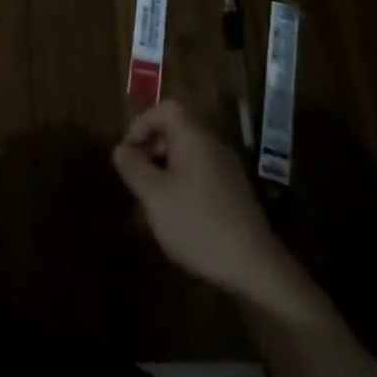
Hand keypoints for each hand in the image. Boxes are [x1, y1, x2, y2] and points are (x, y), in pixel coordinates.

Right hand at [112, 101, 320, 317]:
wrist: (255, 268)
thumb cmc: (197, 223)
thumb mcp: (154, 195)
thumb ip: (133, 167)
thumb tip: (121, 149)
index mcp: (194, 138)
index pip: (166, 109)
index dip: (142, 123)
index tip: (128, 151)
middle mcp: (213, 146)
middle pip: (176, 131)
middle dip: (151, 148)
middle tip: (135, 176)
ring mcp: (228, 170)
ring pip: (188, 155)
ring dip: (165, 169)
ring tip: (151, 199)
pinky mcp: (235, 194)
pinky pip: (201, 174)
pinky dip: (182, 184)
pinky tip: (176, 215)